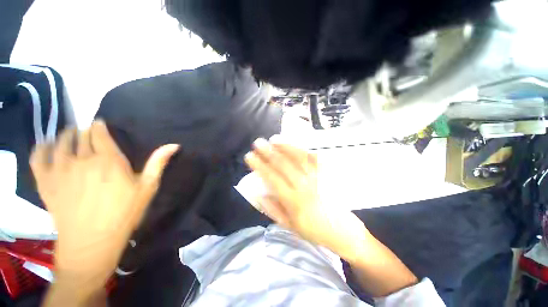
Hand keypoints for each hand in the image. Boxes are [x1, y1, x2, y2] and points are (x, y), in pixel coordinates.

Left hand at [31, 120, 177, 286]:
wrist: (91, 242)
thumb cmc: (124, 213)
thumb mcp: (147, 187)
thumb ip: (158, 163)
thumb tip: (174, 145)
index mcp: (108, 159)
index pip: (100, 133)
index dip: (100, 126)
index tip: (101, 125)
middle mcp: (82, 159)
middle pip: (81, 135)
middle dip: (85, 131)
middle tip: (89, 133)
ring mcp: (60, 169)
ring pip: (60, 141)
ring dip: (66, 135)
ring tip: (70, 136)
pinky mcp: (45, 181)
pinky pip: (38, 156)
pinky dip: (41, 147)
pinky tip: (47, 146)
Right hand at [245, 138, 419, 296]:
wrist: (343, 231)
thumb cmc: (313, 230)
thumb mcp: (289, 226)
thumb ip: (272, 208)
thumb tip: (258, 193)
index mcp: (293, 201)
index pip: (272, 178)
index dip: (259, 166)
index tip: (250, 156)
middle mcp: (305, 187)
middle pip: (284, 165)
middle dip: (269, 152)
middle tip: (258, 142)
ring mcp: (317, 178)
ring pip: (298, 158)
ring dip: (285, 147)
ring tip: (274, 139)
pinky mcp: (326, 175)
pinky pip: (313, 159)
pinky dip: (302, 150)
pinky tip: (294, 145)